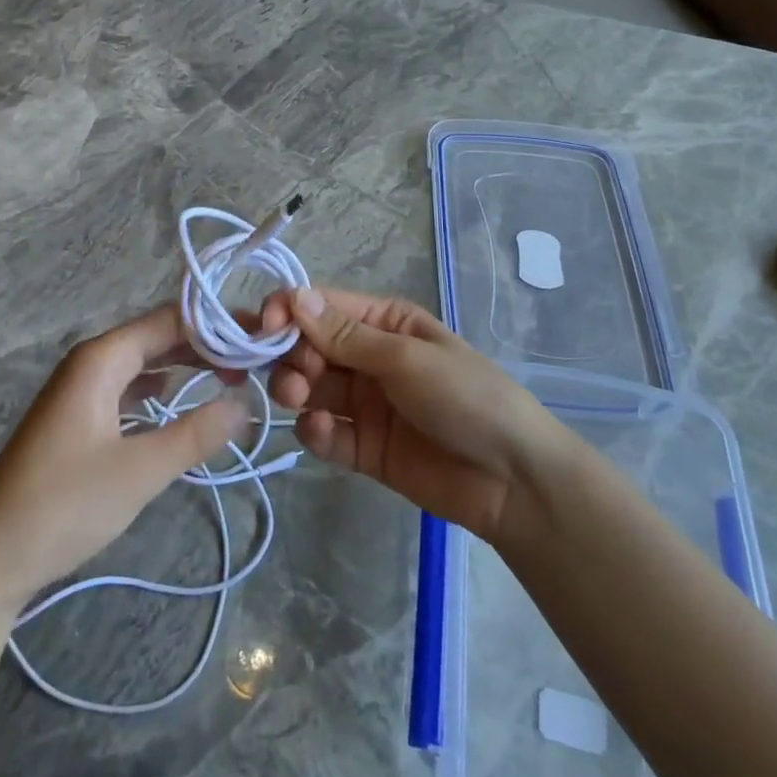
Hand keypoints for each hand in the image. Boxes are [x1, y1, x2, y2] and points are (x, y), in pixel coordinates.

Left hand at [0, 304, 247, 614]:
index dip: (217, 324)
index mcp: (101, 359)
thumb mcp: (139, 471)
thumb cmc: (62, 506)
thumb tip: (246, 403)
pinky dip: (162, 389)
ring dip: (186, 366)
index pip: (170, 320)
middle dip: (206, 344)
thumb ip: (195, 433)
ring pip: (145, 362)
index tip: (261, 336)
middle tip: (256, 359)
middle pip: (158, 336)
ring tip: (232, 376)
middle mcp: (91, 363)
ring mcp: (82, 391)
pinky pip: (130, 387)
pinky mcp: (79, 418)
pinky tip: (184, 401)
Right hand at [263, 286, 564, 542]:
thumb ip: (346, 336)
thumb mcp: (406, 358)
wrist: (512, 480)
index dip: (289, 311)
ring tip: (299, 400)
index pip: (322, 307)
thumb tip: (295, 297)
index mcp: (384, 322)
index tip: (263, 328)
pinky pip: (325, 432)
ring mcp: (365, 403)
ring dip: (295, 389)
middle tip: (291, 376)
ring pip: (310, 388)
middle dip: (290, 356)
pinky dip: (314, 431)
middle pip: (309, 347)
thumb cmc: (465, 397)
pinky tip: (322, 433)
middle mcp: (368, 357)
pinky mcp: (363, 448)